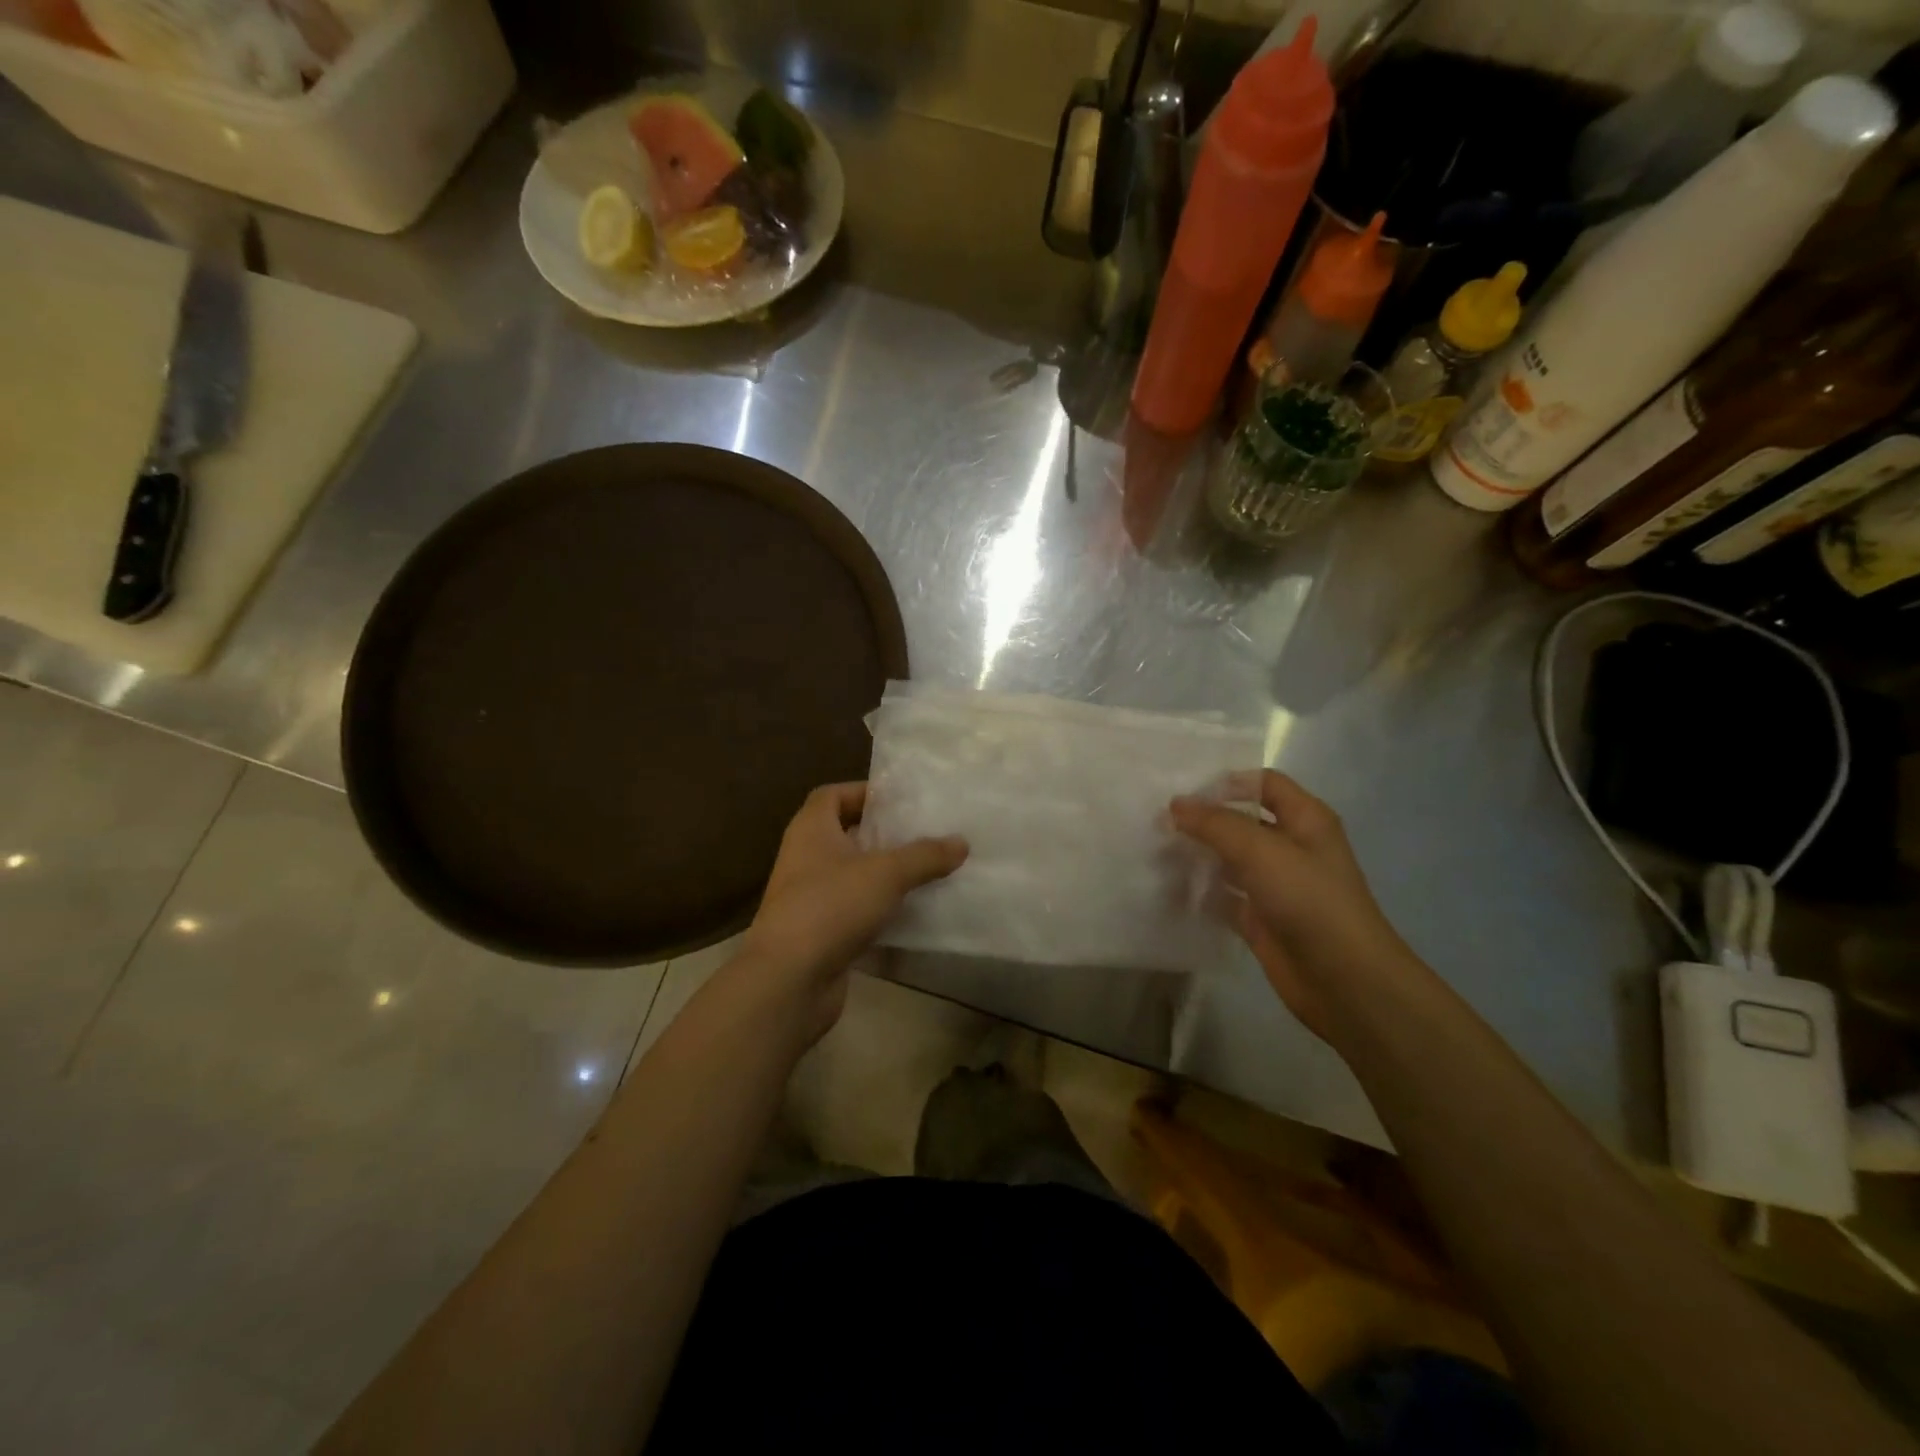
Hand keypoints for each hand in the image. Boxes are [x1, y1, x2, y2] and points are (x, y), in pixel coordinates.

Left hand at [740, 782, 967, 1042]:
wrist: (789, 980)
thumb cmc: (832, 906)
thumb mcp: (886, 873)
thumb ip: (925, 855)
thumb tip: (962, 842)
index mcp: (811, 830)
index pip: (832, 795)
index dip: (863, 792)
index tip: (900, 800)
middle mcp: (805, 858)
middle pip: (845, 834)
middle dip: (881, 834)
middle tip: (923, 834)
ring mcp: (809, 897)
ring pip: (851, 874)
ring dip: (883, 873)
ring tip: (925, 870)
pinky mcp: (819, 932)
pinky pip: (854, 910)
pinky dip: (879, 908)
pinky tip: (911, 912)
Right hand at [1171, 771, 1419, 1040]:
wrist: (1344, 981)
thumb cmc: (1309, 901)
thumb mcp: (1261, 850)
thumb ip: (1215, 824)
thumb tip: (1175, 805)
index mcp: (1305, 820)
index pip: (1264, 784)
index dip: (1228, 782)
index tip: (1185, 791)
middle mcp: (1291, 847)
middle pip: (1241, 821)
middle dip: (1203, 820)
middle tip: (1158, 820)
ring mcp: (1275, 885)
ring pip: (1229, 859)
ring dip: (1198, 855)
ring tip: (1155, 850)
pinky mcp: (1260, 918)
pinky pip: (1223, 896)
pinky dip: (1200, 892)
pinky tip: (1169, 888)